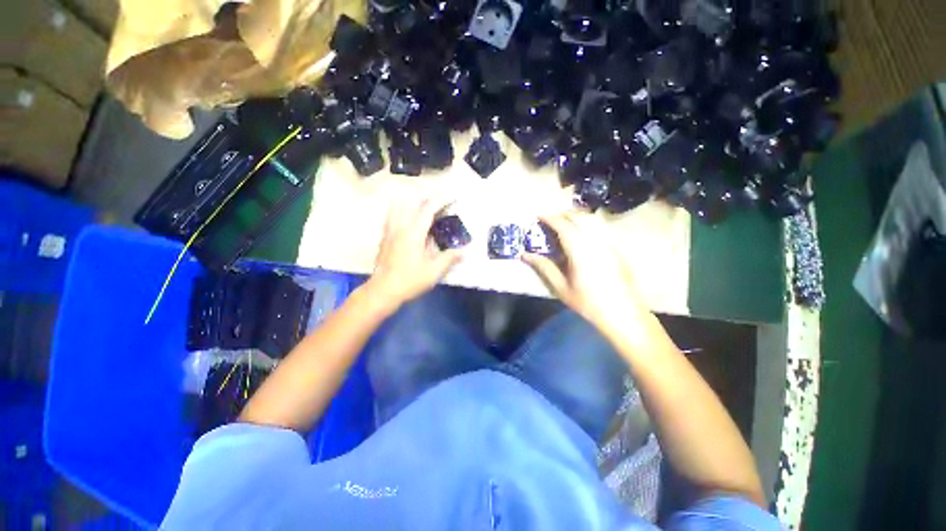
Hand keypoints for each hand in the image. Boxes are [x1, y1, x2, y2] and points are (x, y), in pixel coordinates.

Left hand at [366, 193, 463, 309]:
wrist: (382, 291)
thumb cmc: (409, 281)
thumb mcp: (433, 271)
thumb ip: (449, 258)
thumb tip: (464, 251)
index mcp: (413, 233)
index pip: (428, 209)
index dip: (442, 200)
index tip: (453, 196)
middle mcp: (400, 227)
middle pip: (413, 203)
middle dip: (429, 198)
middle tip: (442, 201)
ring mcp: (390, 231)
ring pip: (399, 206)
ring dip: (413, 201)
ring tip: (425, 205)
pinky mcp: (385, 237)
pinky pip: (392, 215)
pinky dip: (402, 209)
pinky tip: (408, 217)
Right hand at [522, 211, 648, 330]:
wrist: (622, 313)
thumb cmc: (587, 302)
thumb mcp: (561, 287)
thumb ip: (543, 267)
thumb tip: (525, 255)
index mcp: (579, 250)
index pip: (563, 225)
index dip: (549, 218)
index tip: (538, 216)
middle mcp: (595, 240)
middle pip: (578, 216)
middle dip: (562, 214)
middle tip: (549, 219)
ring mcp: (609, 242)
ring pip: (592, 218)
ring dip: (576, 216)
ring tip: (564, 223)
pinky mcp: (616, 247)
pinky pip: (600, 226)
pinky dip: (587, 223)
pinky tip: (582, 233)